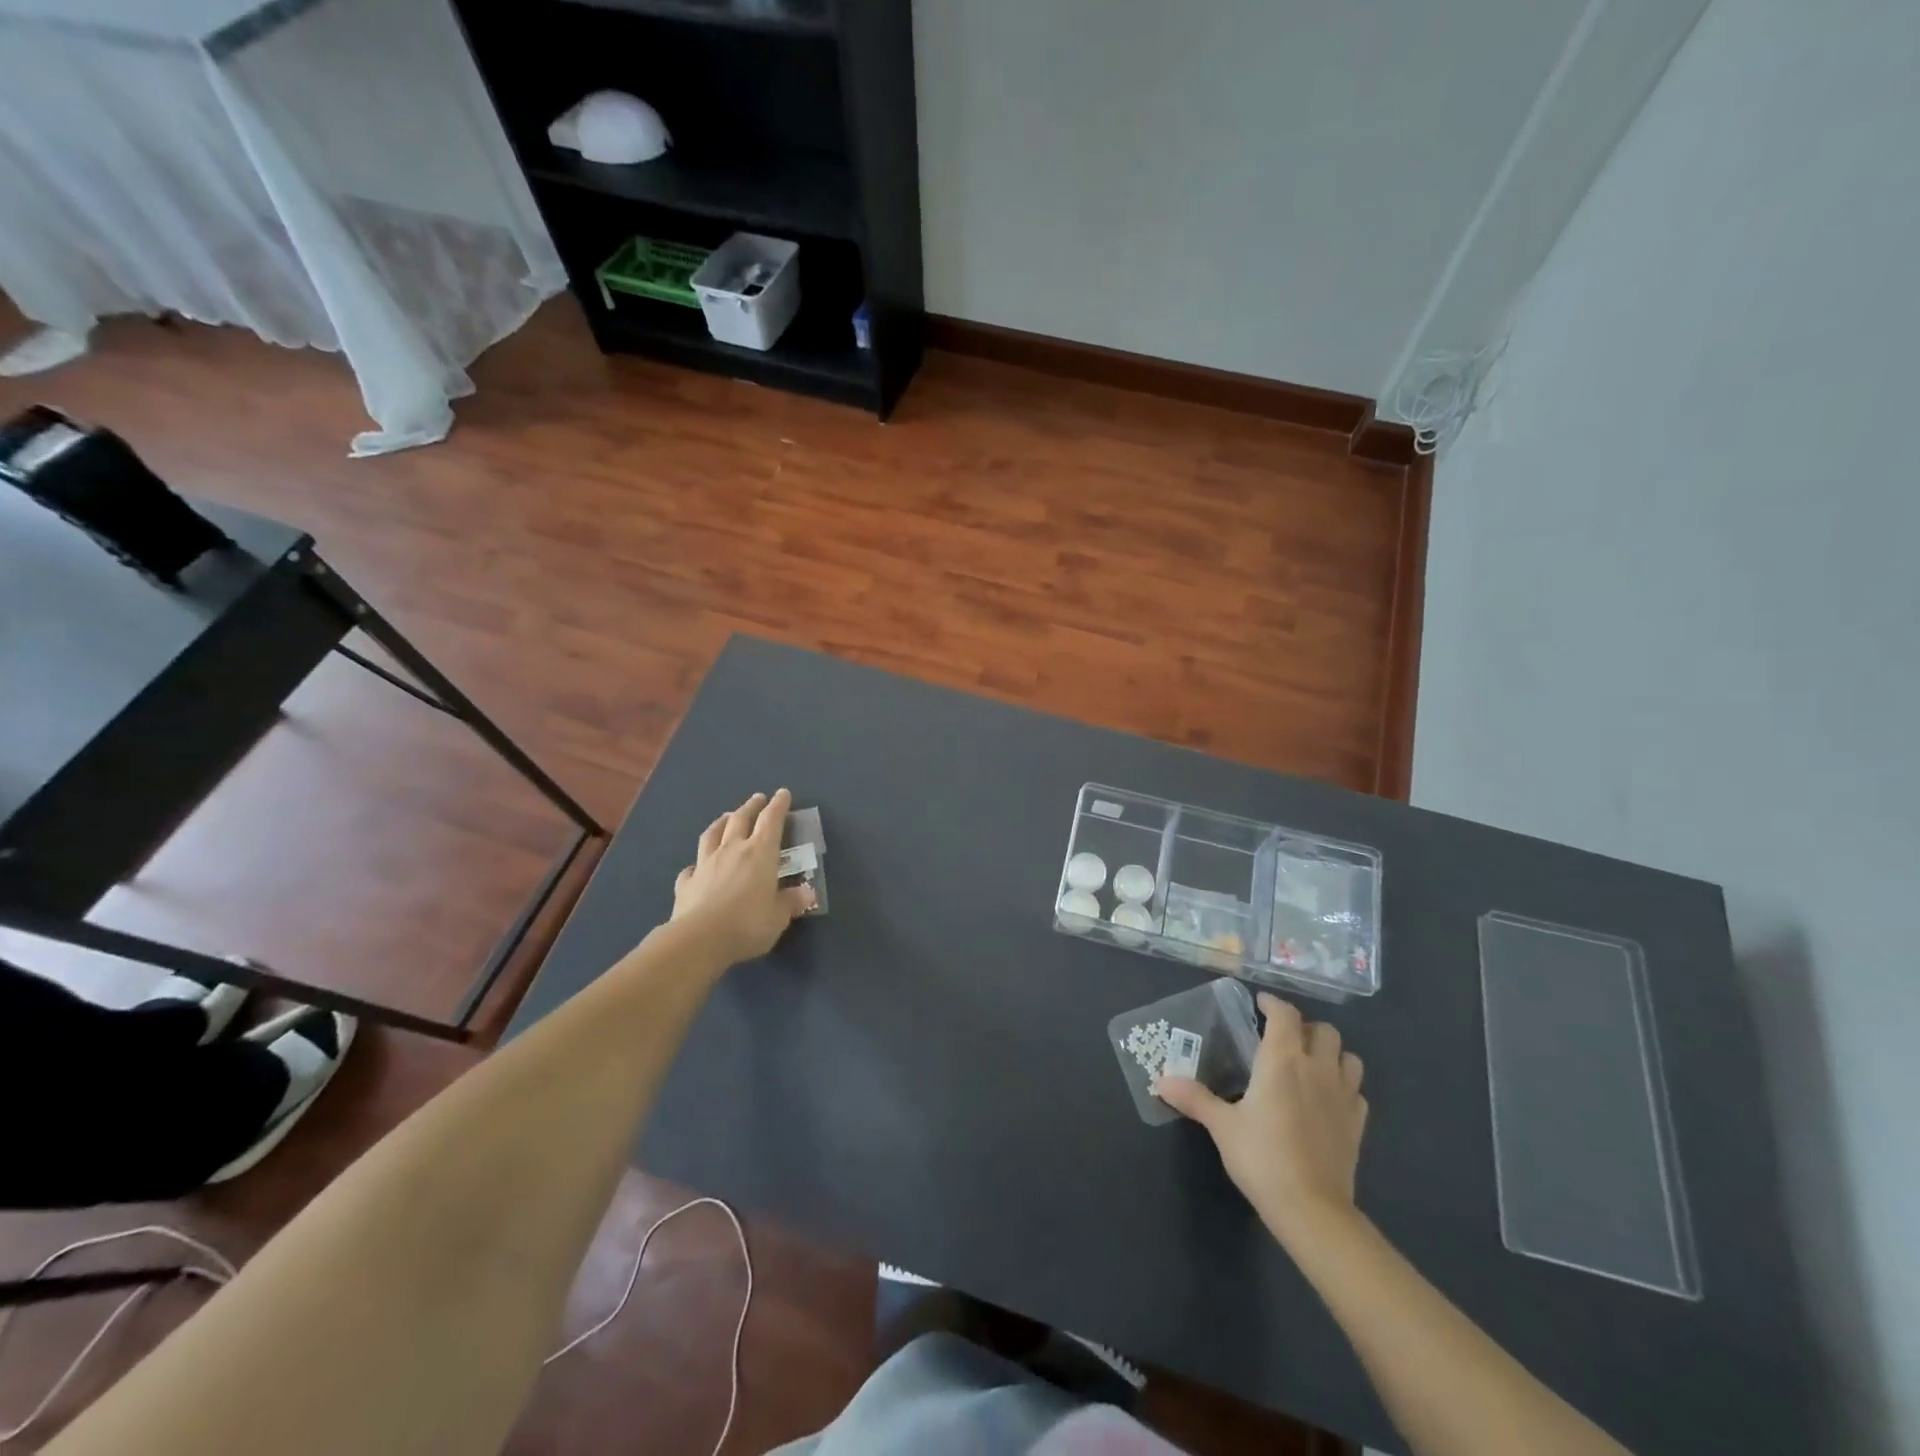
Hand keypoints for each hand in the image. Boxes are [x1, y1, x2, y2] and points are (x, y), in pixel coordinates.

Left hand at [670, 789, 814, 966]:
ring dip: (722, 822)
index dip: (778, 805)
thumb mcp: (779, 916)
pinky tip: (696, 866)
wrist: (699, 939)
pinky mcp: (686, 883)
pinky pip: (692, 867)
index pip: (771, 820)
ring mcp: (706, 864)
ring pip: (713, 834)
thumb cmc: (748, 923)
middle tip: (758, 798)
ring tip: (727, 817)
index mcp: (760, 852)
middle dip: (751, 806)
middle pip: (741, 819)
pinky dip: (697, 863)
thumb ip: (792, 902)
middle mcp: (732, 850)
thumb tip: (808, 893)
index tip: (783, 793)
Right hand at [1157, 992, 1367, 1249]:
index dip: (1273, 1003)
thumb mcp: (1221, 1126)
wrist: (1311, 1208)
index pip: (1284, 1015)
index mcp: (1282, 1060)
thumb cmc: (1262, 1157)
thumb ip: (1194, 1098)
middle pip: (1324, 1030)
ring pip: (1349, 1057)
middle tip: (1283, 1037)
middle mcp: (1316, 1068)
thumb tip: (1161, 1081)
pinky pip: (1357, 1092)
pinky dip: (1344, 1086)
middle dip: (1305, 1027)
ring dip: (1331, 1053)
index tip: (1260, 1004)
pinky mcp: (1357, 1124)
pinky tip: (1328, 1099)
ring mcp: (1343, 1096)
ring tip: (1311, 1063)